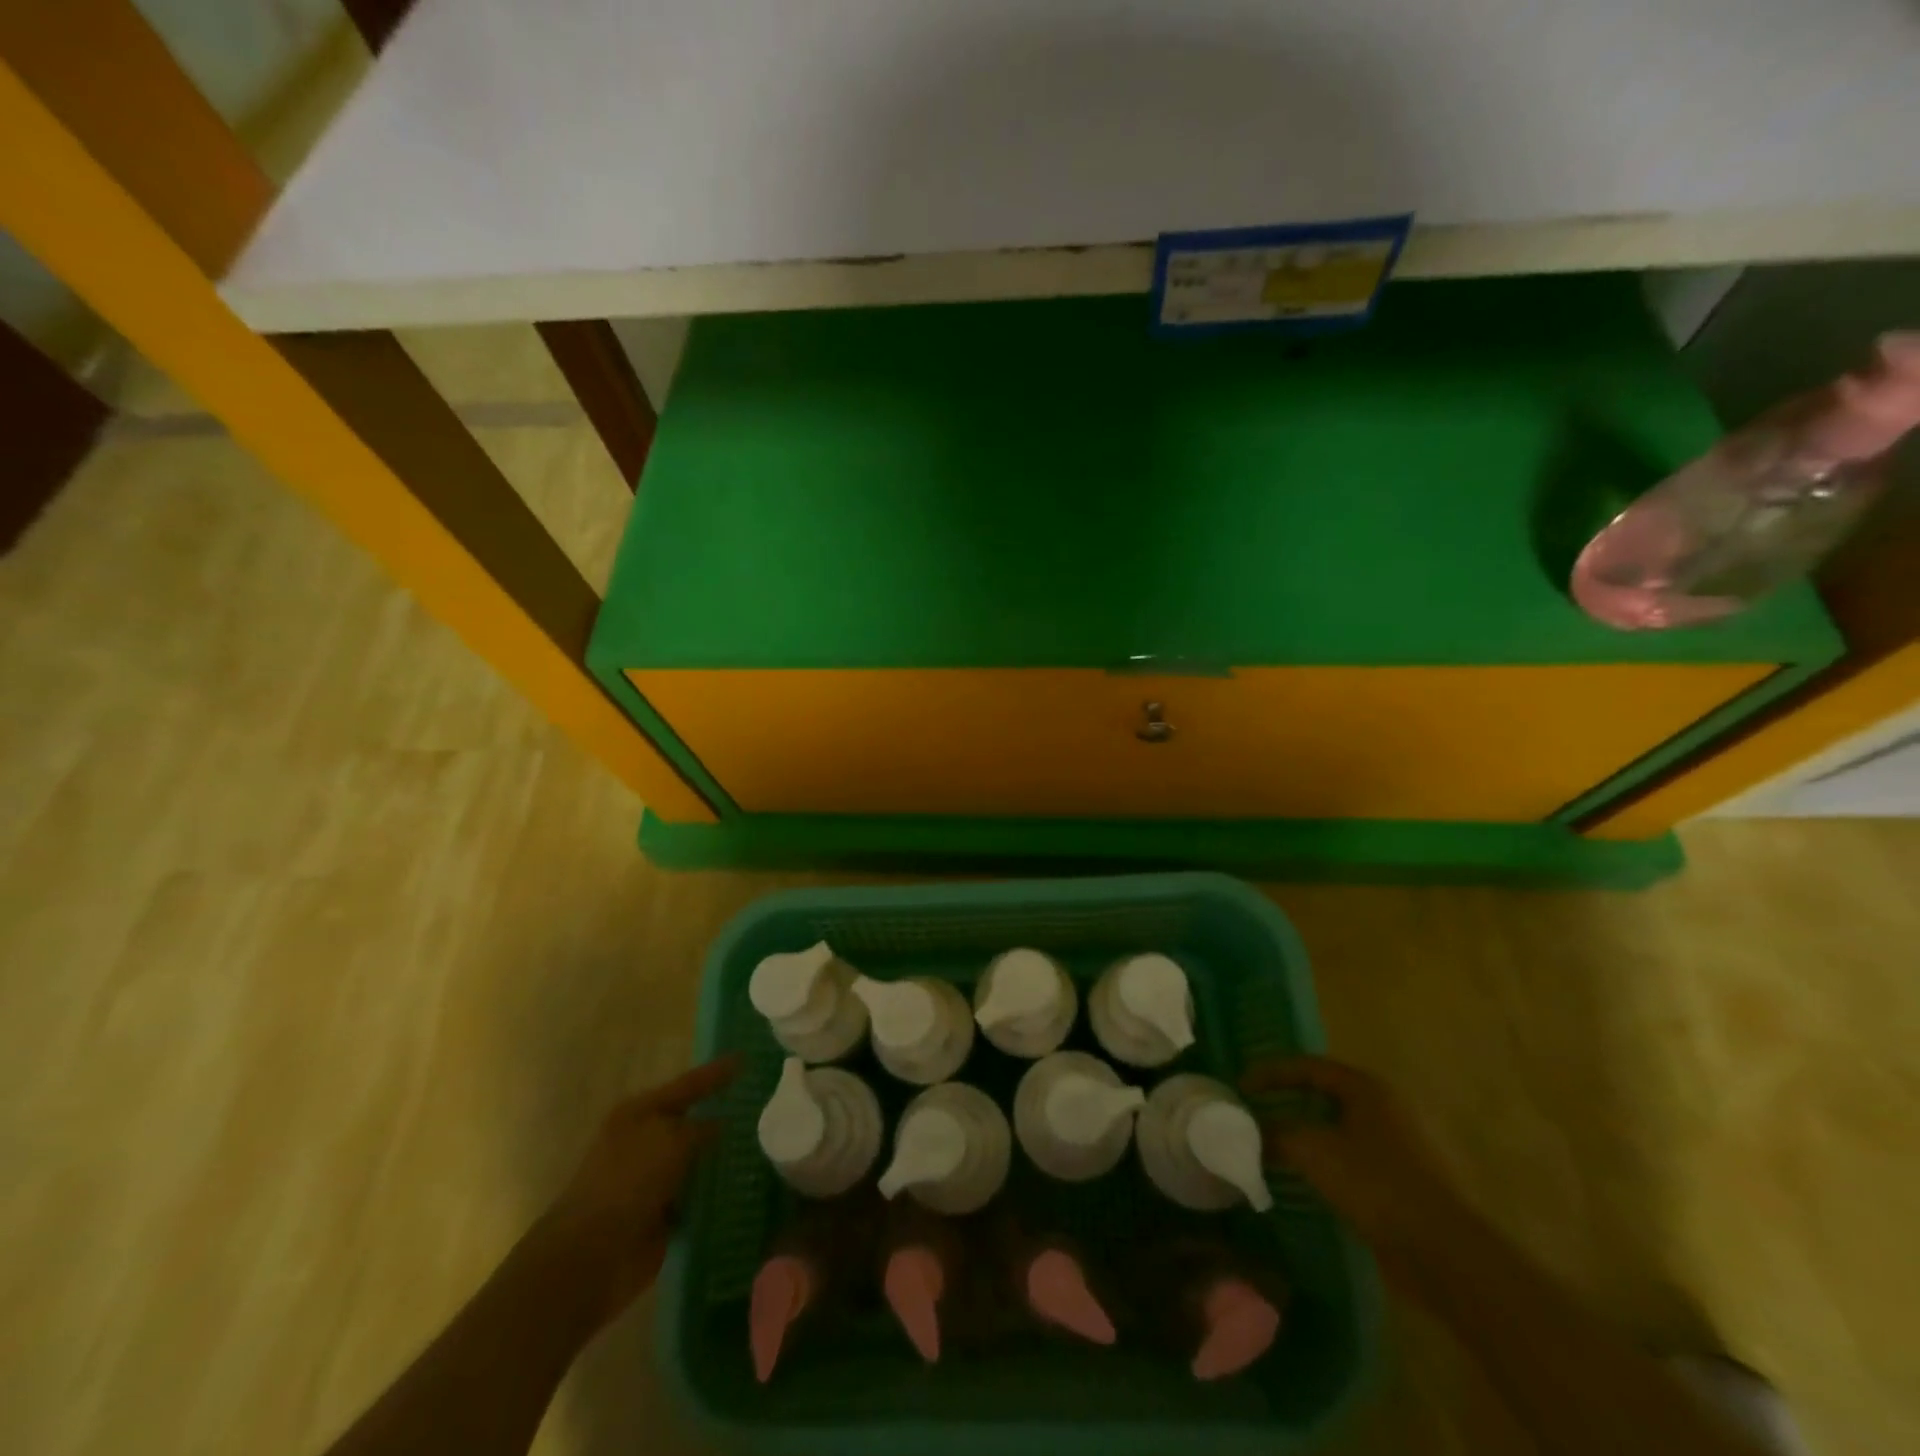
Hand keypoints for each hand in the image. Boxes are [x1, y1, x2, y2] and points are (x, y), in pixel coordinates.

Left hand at [534, 1056, 739, 1324]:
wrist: (591, 1257)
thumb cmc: (628, 1182)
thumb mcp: (671, 1140)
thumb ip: (701, 1127)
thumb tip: (719, 1123)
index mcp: (640, 1113)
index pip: (688, 1084)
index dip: (717, 1073)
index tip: (746, 1058)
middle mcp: (645, 1141)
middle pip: (692, 1120)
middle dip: (723, 1113)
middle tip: (761, 1102)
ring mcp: (651, 1179)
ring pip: (697, 1159)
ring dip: (722, 1155)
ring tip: (765, 1142)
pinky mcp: (660, 1214)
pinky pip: (696, 1195)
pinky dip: (715, 1192)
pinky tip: (746, 1185)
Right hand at [1243, 1056, 1475, 1263]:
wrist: (1442, 1252)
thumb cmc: (1375, 1184)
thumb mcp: (1312, 1150)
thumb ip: (1275, 1133)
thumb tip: (1248, 1133)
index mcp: (1366, 1088)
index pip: (1307, 1066)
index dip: (1270, 1073)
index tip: (1240, 1087)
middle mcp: (1384, 1107)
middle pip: (1323, 1093)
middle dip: (1286, 1099)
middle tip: (1255, 1109)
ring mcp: (1398, 1144)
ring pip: (1337, 1126)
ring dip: (1303, 1131)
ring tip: (1273, 1143)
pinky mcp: (1403, 1178)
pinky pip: (1350, 1155)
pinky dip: (1323, 1158)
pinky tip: (1305, 1176)